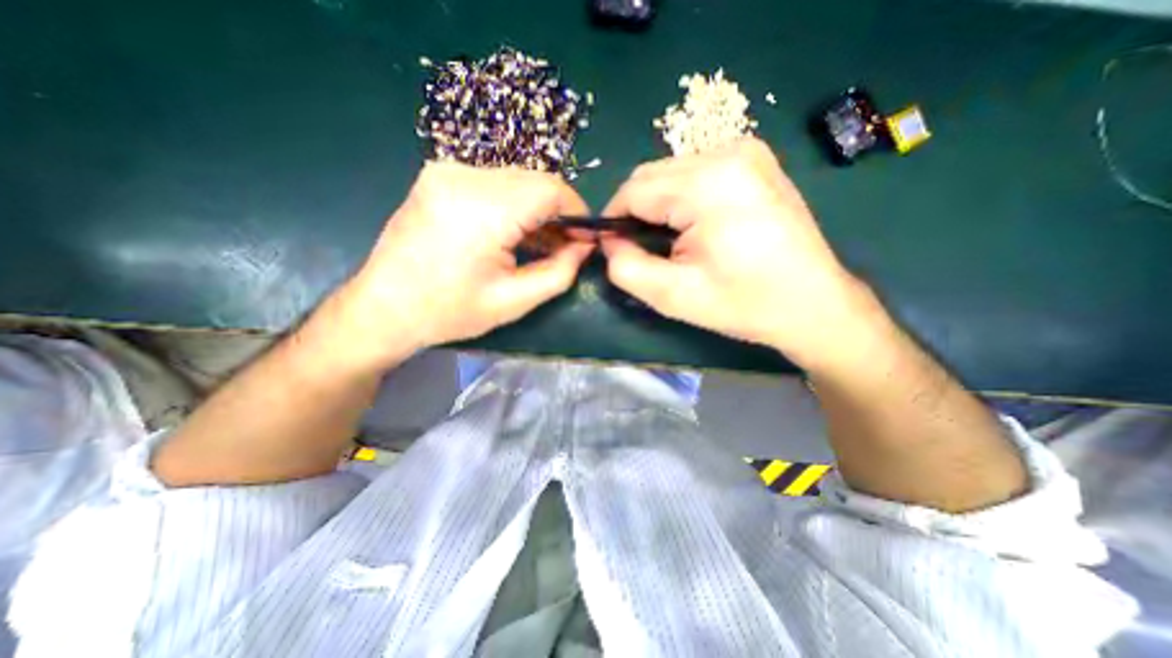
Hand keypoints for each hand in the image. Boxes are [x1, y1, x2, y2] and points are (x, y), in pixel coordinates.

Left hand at [323, 161, 591, 368]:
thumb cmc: (449, 312)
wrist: (383, 308)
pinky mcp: (439, 176)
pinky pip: (494, 182)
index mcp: (483, 209)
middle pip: (535, 180)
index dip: (577, 212)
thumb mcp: (514, 301)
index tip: (583, 239)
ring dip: (536, 209)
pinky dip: (514, 205)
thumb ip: (560, 272)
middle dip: (558, 212)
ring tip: (539, 245)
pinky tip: (513, 233)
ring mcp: (447, 171)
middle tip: (563, 247)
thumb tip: (585, 246)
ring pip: (517, 179)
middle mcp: (464, 176)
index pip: (551, 189)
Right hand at [603, 136, 868, 368]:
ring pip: (671, 173)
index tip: (615, 249)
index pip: (633, 190)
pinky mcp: (755, 160)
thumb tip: (608, 242)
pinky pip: (696, 172)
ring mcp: (746, 151)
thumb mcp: (673, 296)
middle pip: (651, 176)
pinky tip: (698, 226)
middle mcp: (727, 152)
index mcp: (707, 183)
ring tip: (675, 242)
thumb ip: (626, 267)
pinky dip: (683, 198)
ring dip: (660, 205)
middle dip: (637, 212)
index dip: (614, 220)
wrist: (813, 304)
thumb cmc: (744, 303)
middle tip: (647, 250)